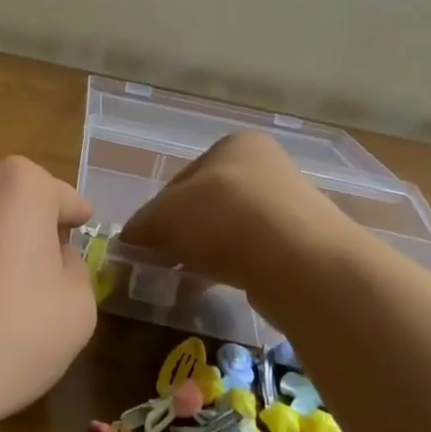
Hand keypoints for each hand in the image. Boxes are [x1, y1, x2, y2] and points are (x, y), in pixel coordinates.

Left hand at [0, 156, 97, 431]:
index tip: (79, 230)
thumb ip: (75, 269)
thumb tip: (53, 256)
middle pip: (7, 198)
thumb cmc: (6, 339)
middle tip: (28, 274)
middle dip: (21, 225)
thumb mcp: (77, 312)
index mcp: (21, 186)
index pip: (60, 196)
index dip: (74, 217)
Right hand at [120, 131, 347, 292]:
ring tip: (185, 280)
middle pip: (206, 204)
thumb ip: (142, 225)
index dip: (157, 211)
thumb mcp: (165, 216)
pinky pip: (253, 255)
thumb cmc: (224, 218)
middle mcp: (266, 168)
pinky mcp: (301, 246)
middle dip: (182, 233)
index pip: (181, 179)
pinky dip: (232, 267)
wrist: (300, 262)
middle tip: (162, 263)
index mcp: (235, 145)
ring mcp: (288, 207)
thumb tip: (129, 241)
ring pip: (230, 231)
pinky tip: (216, 287)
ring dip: (205, 252)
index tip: (144, 241)